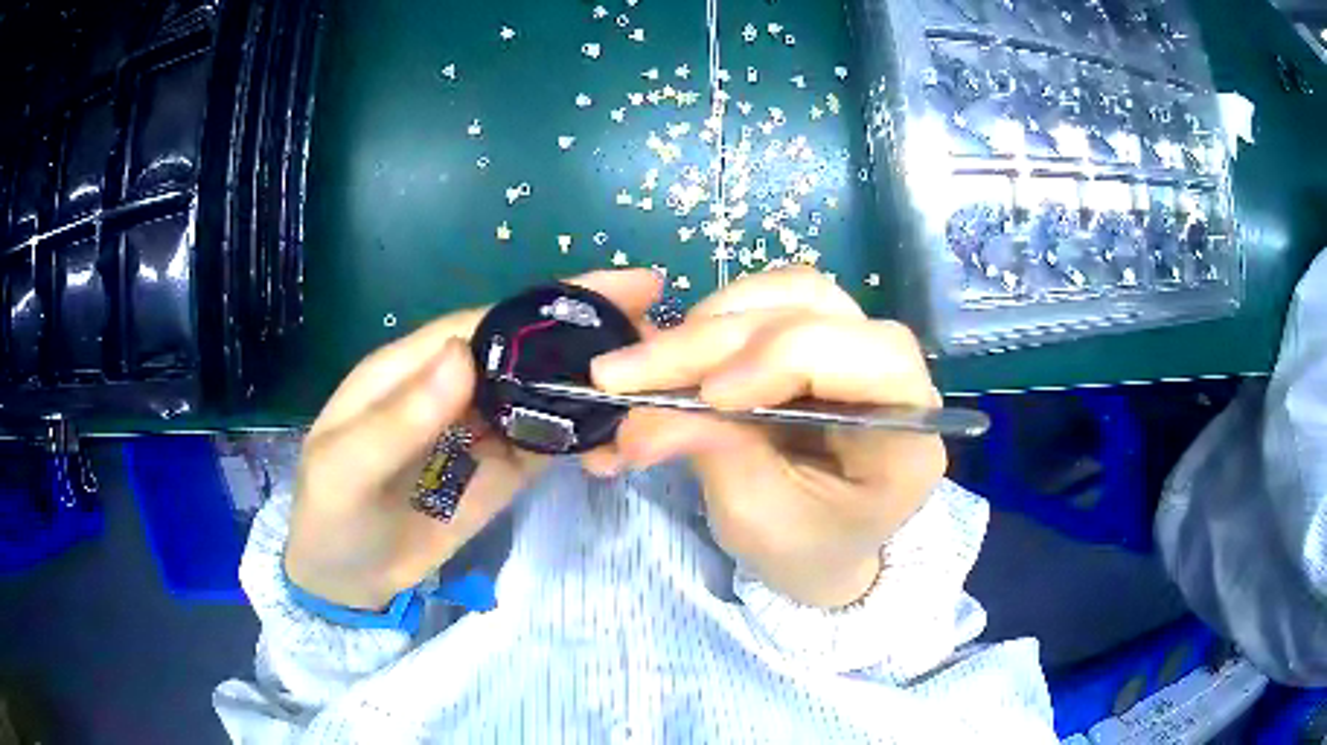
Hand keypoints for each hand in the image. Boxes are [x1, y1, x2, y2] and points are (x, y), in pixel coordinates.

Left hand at [285, 270, 662, 609]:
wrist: (347, 581)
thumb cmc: (332, 516)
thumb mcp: (345, 469)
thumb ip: (397, 417)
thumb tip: (462, 353)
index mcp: (413, 367)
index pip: (488, 323)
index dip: (547, 305)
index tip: (616, 293)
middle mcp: (455, 388)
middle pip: (527, 349)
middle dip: (589, 331)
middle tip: (660, 322)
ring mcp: (483, 430)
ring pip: (545, 393)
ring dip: (596, 382)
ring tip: (659, 373)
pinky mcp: (502, 471)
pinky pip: (549, 444)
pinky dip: (586, 436)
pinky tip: (624, 432)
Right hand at [589, 267, 946, 607]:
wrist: (823, 549)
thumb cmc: (805, 549)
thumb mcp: (757, 521)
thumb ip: (711, 456)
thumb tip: (638, 416)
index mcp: (908, 434)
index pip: (875, 359)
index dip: (786, 357)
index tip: (707, 396)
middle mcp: (895, 375)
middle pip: (814, 312)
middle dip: (711, 340)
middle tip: (621, 375)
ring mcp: (856, 346)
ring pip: (790, 292)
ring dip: (711, 321)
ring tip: (649, 366)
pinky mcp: (819, 337)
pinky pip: (769, 302)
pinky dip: (714, 321)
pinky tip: (676, 356)